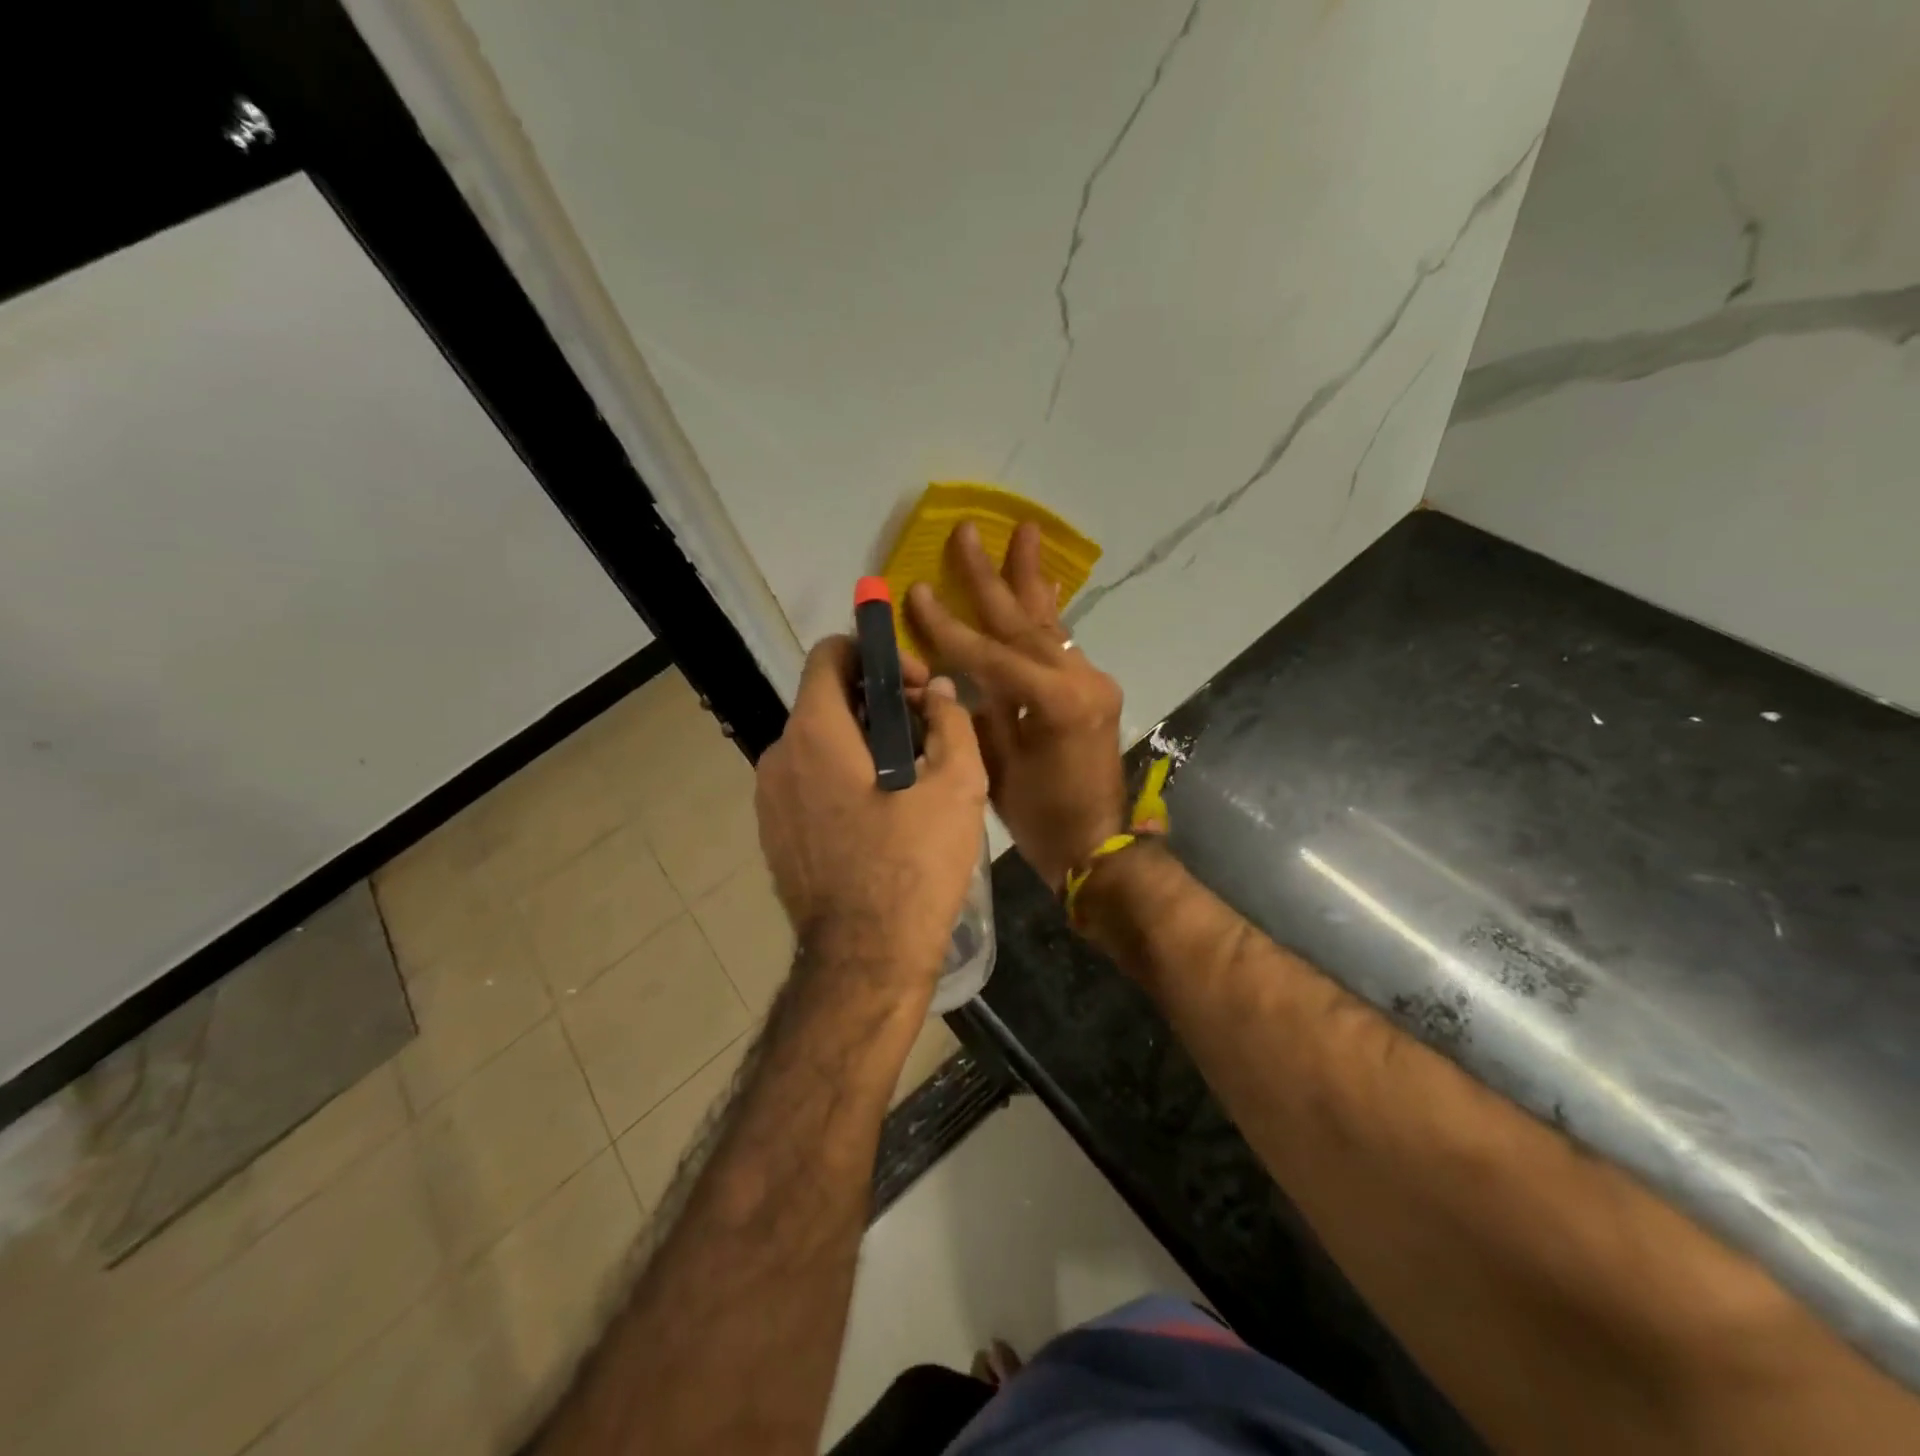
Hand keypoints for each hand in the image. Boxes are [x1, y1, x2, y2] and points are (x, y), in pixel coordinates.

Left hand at [754, 637, 987, 1000]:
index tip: (915, 687)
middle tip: (927, 736)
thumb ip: (950, 721)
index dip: (876, 654)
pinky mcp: (774, 835)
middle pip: (827, 702)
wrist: (865, 960)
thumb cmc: (914, 866)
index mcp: (814, 734)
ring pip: (819, 745)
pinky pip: (809, 784)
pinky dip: (843, 779)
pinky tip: (882, 816)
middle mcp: (778, 757)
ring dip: (864, 745)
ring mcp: (769, 800)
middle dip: (879, 704)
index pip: (830, 655)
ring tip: (912, 779)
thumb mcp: (956, 786)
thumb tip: (938, 692)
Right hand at [906, 521, 1126, 891]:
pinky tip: (1039, 588)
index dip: (947, 625)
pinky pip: (1061, 644)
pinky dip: (1044, 615)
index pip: (988, 653)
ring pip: (1049, 623)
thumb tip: (953, 676)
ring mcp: (1092, 680)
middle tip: (968, 531)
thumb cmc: (1041, 818)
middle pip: (1023, 621)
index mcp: (1053, 702)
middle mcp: (1079, 679)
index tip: (917, 590)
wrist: (1097, 844)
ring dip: (1029, 581)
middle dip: (991, 577)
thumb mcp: (996, 767)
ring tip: (1023, 534)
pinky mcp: (1094, 688)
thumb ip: (976, 712)